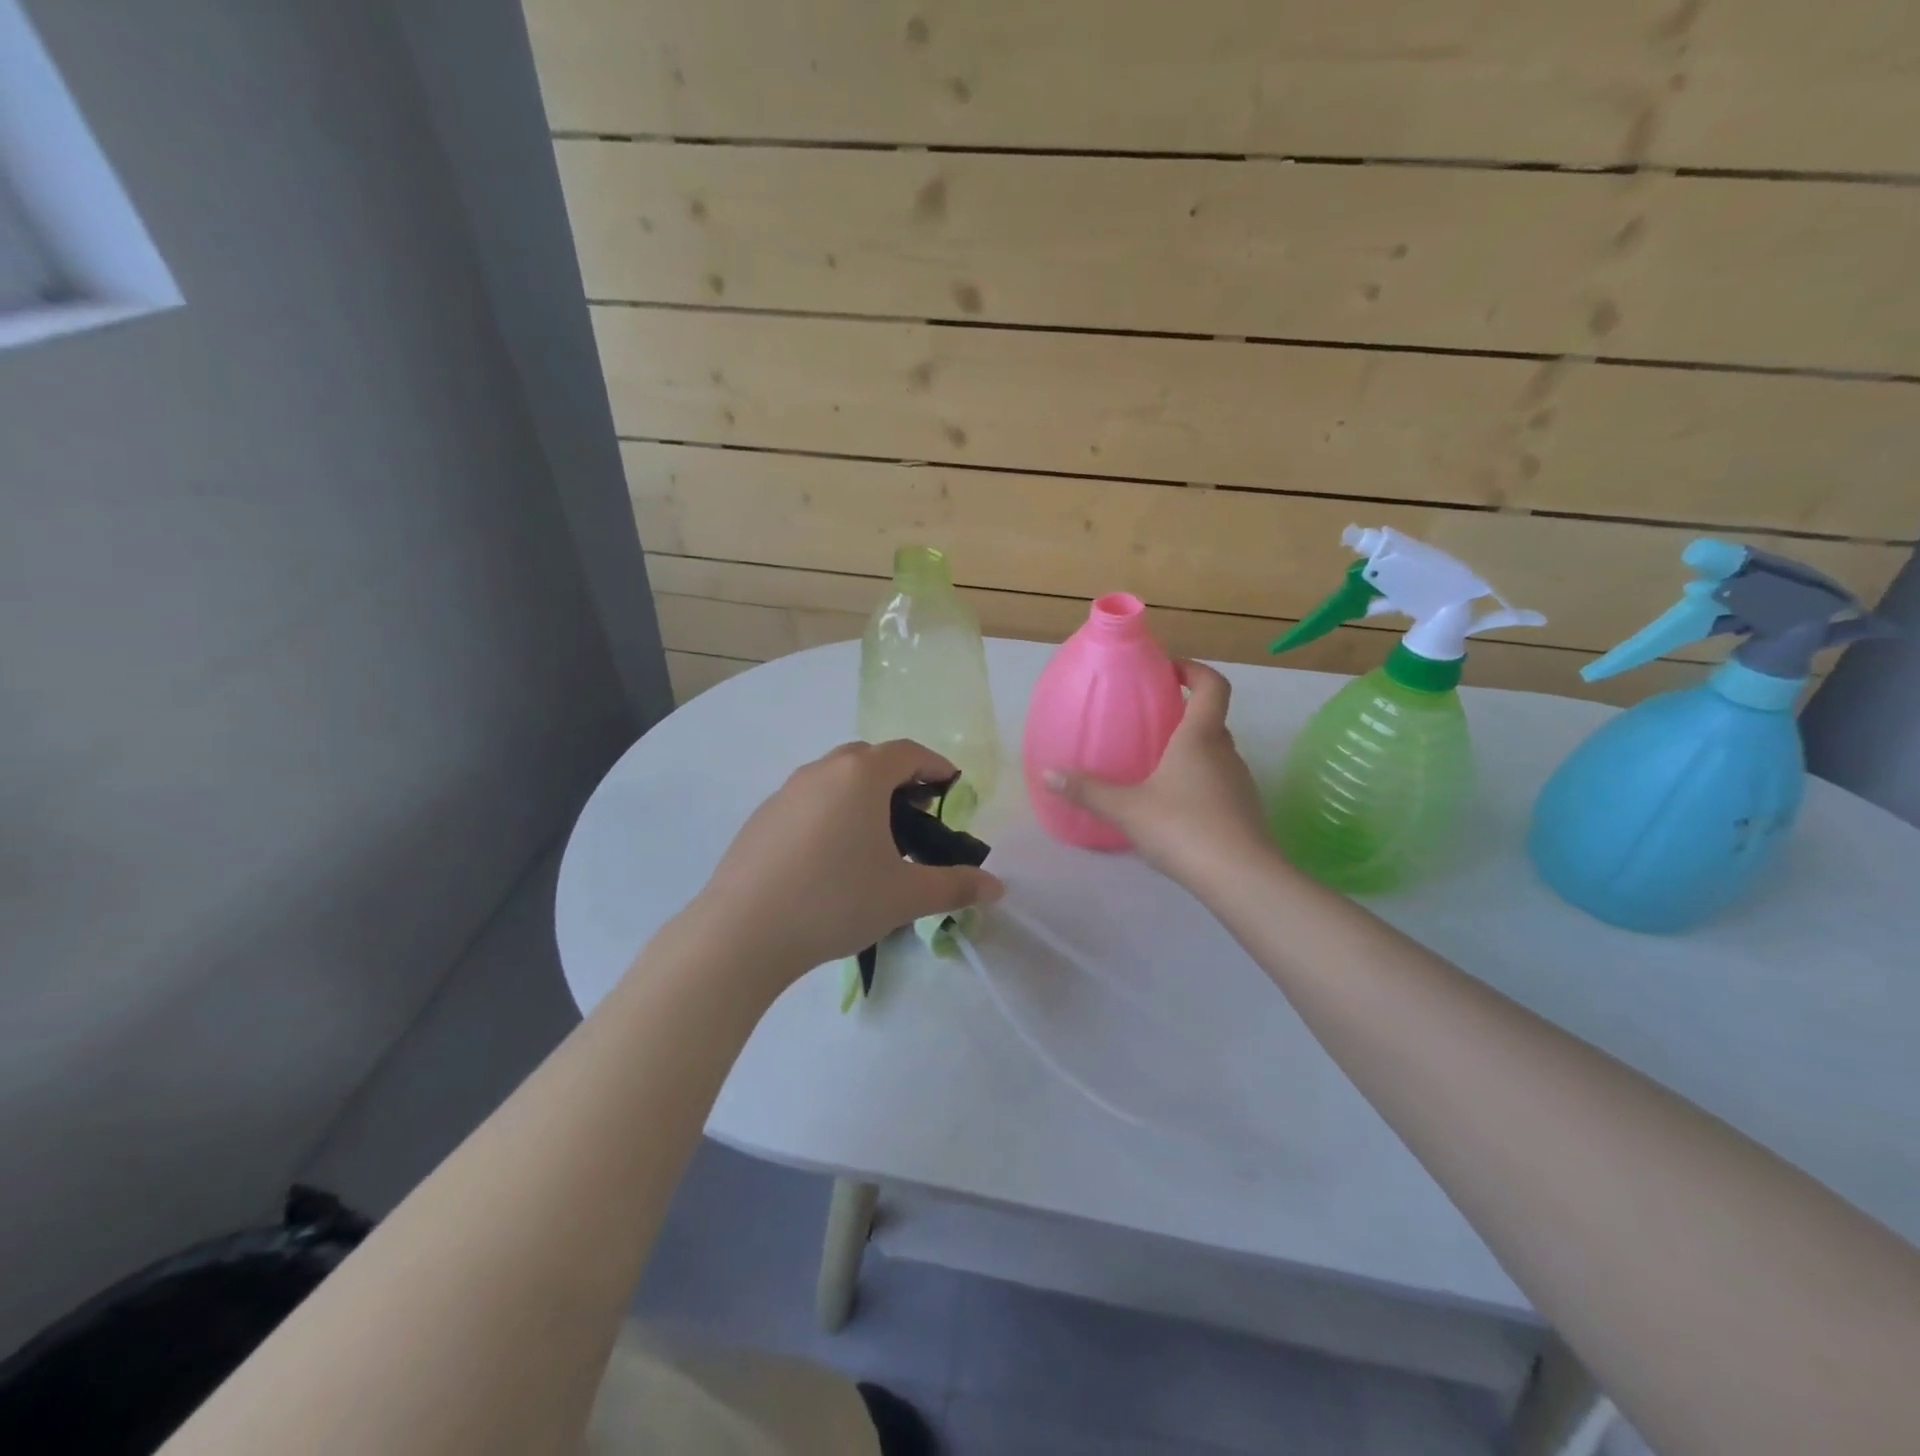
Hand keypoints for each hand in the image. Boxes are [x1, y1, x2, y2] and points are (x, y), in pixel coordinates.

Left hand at [687, 740, 1003, 988]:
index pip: (908, 752)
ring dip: (863, 795)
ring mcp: (785, 792)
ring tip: (877, 837)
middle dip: (901, 779)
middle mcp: (821, 771)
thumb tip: (997, 888)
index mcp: (860, 775)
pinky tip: (831, 857)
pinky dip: (831, 813)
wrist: (741, 933)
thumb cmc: (835, 902)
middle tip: (920, 813)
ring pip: (835, 779)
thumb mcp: (905, 896)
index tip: (953, 788)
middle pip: (870, 759)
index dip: (936, 766)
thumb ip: (956, 886)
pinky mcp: (761, 818)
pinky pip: (808, 801)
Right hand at [1043, 661, 1269, 886]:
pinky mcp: (1245, 811)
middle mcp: (1226, 752)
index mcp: (1200, 737)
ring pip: (1216, 754)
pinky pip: (1219, 783)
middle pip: (1212, 719)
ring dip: (1191, 751)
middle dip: (1185, 713)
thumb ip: (1087, 790)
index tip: (1169, 670)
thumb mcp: (1126, 808)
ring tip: (1155, 765)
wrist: (1240, 878)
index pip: (1213, 685)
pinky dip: (1198, 782)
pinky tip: (1173, 806)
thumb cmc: (1182, 827)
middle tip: (1150, 721)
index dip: (1194, 670)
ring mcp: (1240, 783)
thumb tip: (1047, 773)